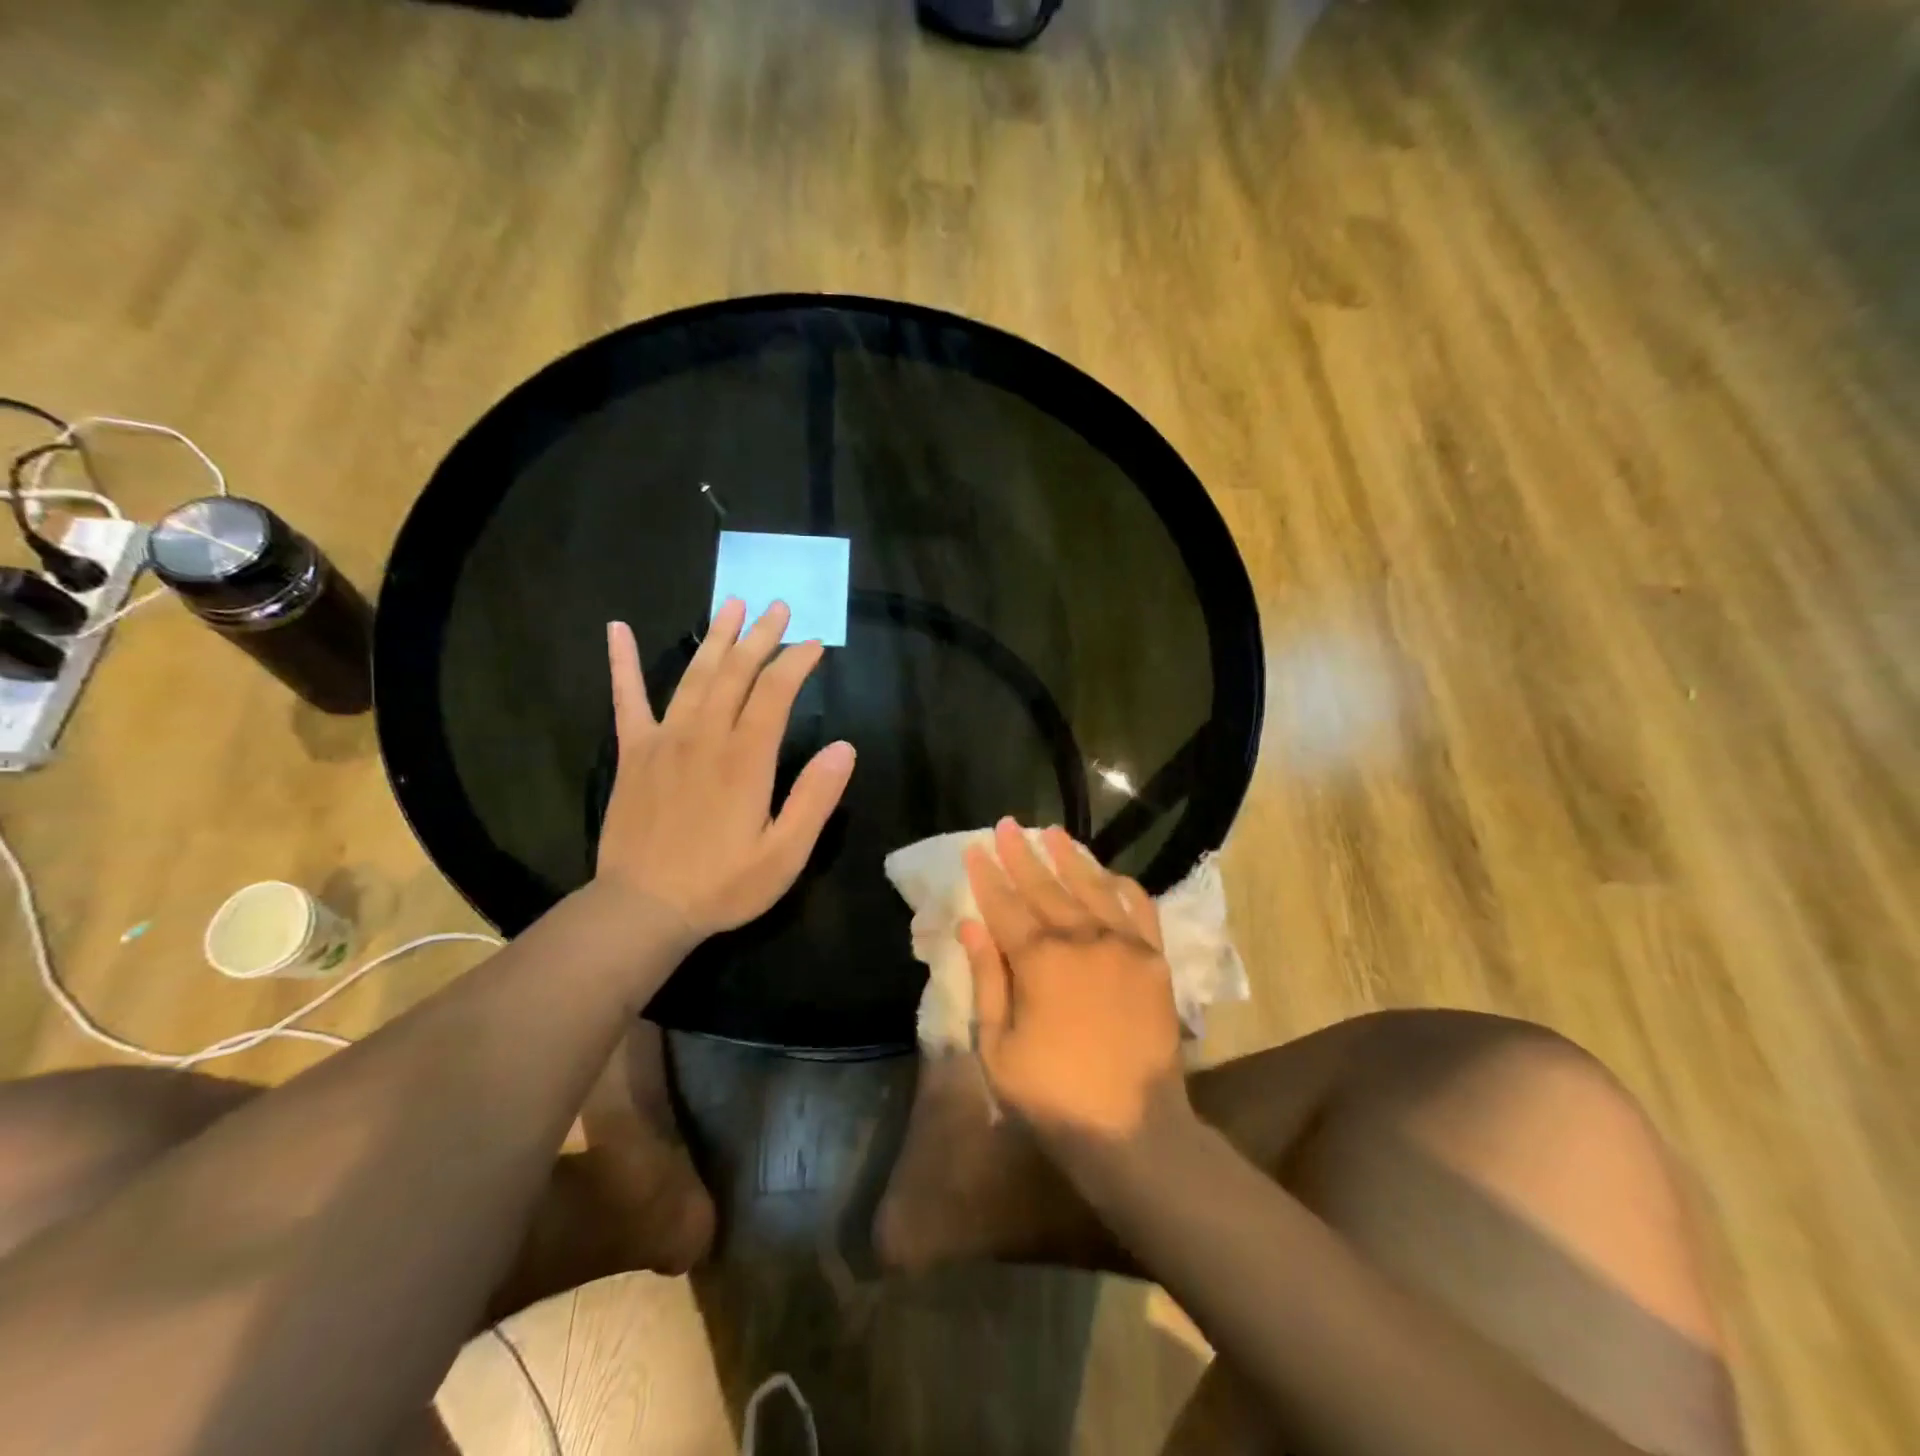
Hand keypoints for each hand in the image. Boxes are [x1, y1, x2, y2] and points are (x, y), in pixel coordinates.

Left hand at [596, 599, 855, 942]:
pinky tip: (617, 630)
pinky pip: (626, 699)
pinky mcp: (634, 753)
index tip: (815, 643)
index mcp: (746, 758)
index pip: (776, 692)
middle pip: (736, 672)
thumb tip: (845, 747)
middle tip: (777, 606)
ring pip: (694, 676)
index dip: (797, 662)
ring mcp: (664, 740)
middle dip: (760, 636)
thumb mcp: (785, 853)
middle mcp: (705, 736)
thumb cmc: (723, 884)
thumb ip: (815, 798)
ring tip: (731, 605)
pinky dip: (622, 663)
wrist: (644, 908)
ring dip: (716, 638)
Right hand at [961, 819, 1189, 1146]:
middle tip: (1006, 825)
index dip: (986, 876)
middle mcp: (1081, 939)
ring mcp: (1123, 945)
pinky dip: (1124, 888)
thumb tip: (972, 926)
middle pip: (1044, 887)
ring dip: (1069, 858)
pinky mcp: (1154, 960)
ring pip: (1091, 887)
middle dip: (1021, 855)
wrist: (1133, 1130)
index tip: (974, 848)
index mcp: (1039, 960)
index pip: (1005, 906)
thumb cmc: (1053, 1095)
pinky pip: (1140, 910)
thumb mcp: (998, 1047)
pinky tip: (1111, 874)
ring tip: (1052, 832)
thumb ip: (987, 980)